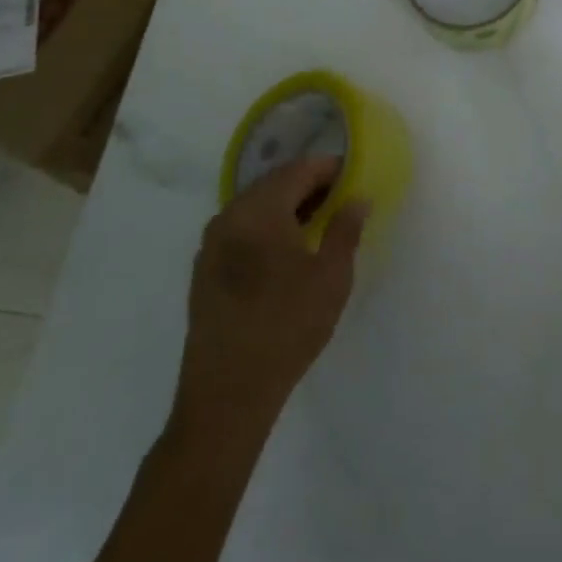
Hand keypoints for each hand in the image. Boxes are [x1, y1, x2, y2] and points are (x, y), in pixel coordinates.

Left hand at [171, 158, 366, 434]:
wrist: (227, 393)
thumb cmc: (287, 327)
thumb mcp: (332, 277)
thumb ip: (345, 230)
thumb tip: (357, 199)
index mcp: (260, 211)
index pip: (298, 170)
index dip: (329, 168)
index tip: (354, 176)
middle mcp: (229, 217)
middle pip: (273, 183)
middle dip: (308, 184)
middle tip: (340, 198)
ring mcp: (211, 243)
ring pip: (254, 206)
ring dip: (286, 205)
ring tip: (318, 222)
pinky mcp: (204, 269)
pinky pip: (240, 229)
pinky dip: (266, 226)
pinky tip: (285, 249)